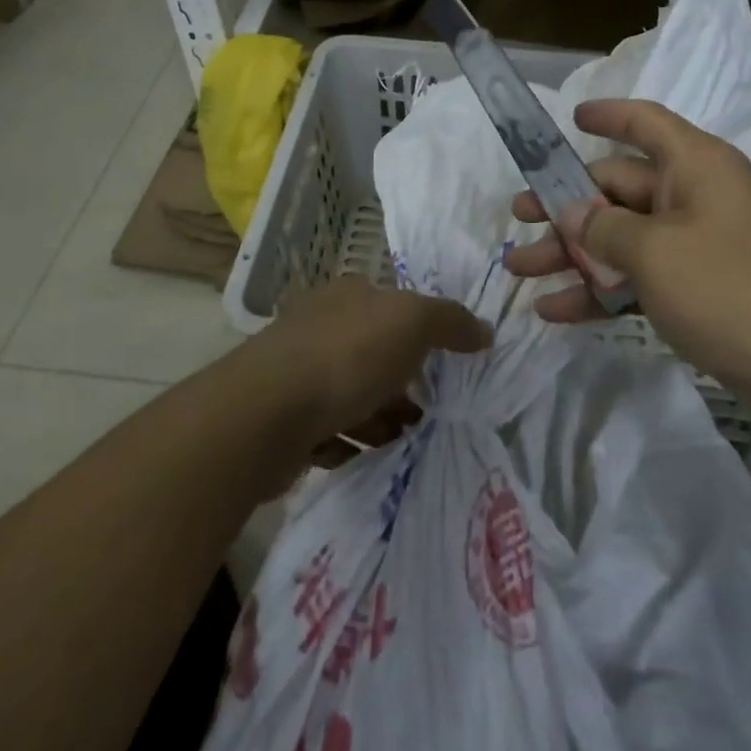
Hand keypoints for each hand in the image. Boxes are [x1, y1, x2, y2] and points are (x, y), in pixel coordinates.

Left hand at [254, 278, 488, 452]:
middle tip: (425, 410)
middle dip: (400, 382)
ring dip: (378, 416)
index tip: (443, 365)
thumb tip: (483, 330)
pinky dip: (348, 440)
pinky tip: (362, 454)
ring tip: (401, 438)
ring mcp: (296, 372)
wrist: (267, 414)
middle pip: (372, 352)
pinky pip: (325, 428)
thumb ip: (450, 322)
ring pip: (350, 393)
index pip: (390, 306)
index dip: (419, 333)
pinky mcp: (282, 418)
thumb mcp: (412, 323)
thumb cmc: (346, 356)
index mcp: (347, 296)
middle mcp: (319, 326)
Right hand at [505, 99, 750, 407]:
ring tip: (519, 271)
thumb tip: (570, 211)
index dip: (608, 115)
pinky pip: (636, 279)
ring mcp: (695, 246)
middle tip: (516, 219)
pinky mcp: (696, 290)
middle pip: (619, 188)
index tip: (569, 119)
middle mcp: (694, 197)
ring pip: (621, 238)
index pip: (646, 123)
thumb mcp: (654, 253)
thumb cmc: (730, 289)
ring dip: (571, 255)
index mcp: (695, 166)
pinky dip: (599, 291)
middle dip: (565, 207)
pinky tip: (554, 311)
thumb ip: (602, 227)